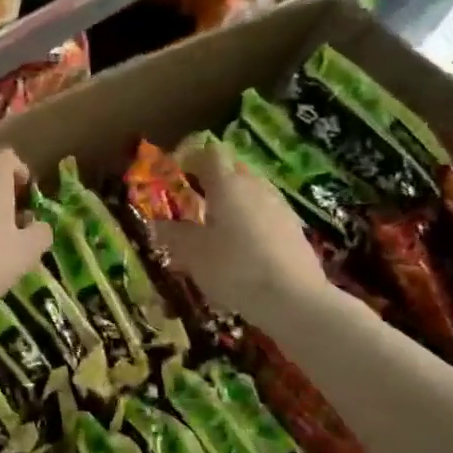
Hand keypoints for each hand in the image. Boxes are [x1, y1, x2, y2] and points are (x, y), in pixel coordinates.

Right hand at [148, 137, 330, 328]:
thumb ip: (172, 234)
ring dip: (234, 200)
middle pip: (233, 168)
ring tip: (219, 226)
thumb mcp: (192, 253)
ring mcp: (279, 206)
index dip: (191, 158)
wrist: (295, 300)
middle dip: (213, 178)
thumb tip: (157, 223)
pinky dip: (252, 220)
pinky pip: (266, 212)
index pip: (209, 152)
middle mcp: (255, 186)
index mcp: (227, 184)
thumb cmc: (235, 268)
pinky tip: (244, 247)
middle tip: (195, 199)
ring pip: (252, 190)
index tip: (177, 173)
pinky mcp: (295, 228)